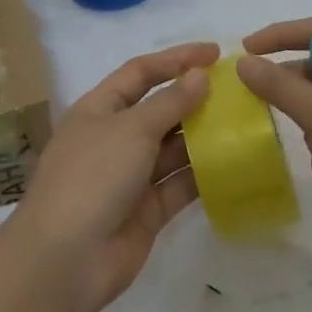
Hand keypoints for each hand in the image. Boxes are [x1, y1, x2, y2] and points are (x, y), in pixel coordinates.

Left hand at [8, 41, 218, 311]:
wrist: (66, 258)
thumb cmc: (93, 177)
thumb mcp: (131, 129)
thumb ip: (169, 102)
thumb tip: (200, 76)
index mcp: (99, 109)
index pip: (140, 72)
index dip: (176, 59)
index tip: (215, 53)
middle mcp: (114, 138)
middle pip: (160, 110)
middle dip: (195, 99)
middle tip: (239, 92)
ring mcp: (131, 176)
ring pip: (173, 148)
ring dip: (204, 136)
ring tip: (245, 123)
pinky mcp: (148, 210)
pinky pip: (180, 185)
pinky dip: (204, 175)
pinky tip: (236, 163)